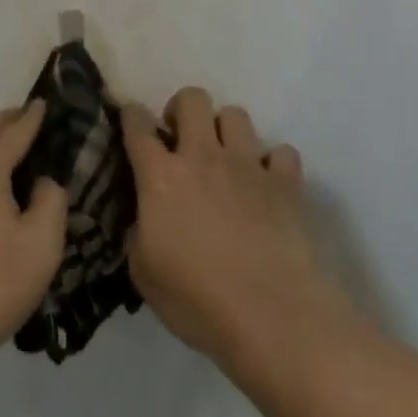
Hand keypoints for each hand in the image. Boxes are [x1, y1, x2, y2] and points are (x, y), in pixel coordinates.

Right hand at [122, 88, 348, 376]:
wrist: (272, 317)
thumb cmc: (198, 301)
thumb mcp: (144, 274)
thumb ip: (138, 233)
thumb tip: (144, 219)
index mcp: (161, 176)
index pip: (138, 125)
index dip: (131, 116)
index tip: (131, 121)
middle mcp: (203, 156)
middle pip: (192, 98)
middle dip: (182, 110)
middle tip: (182, 140)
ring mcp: (248, 165)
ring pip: (236, 115)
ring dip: (227, 132)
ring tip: (226, 160)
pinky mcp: (286, 183)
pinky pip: (281, 152)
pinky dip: (274, 165)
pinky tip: (268, 187)